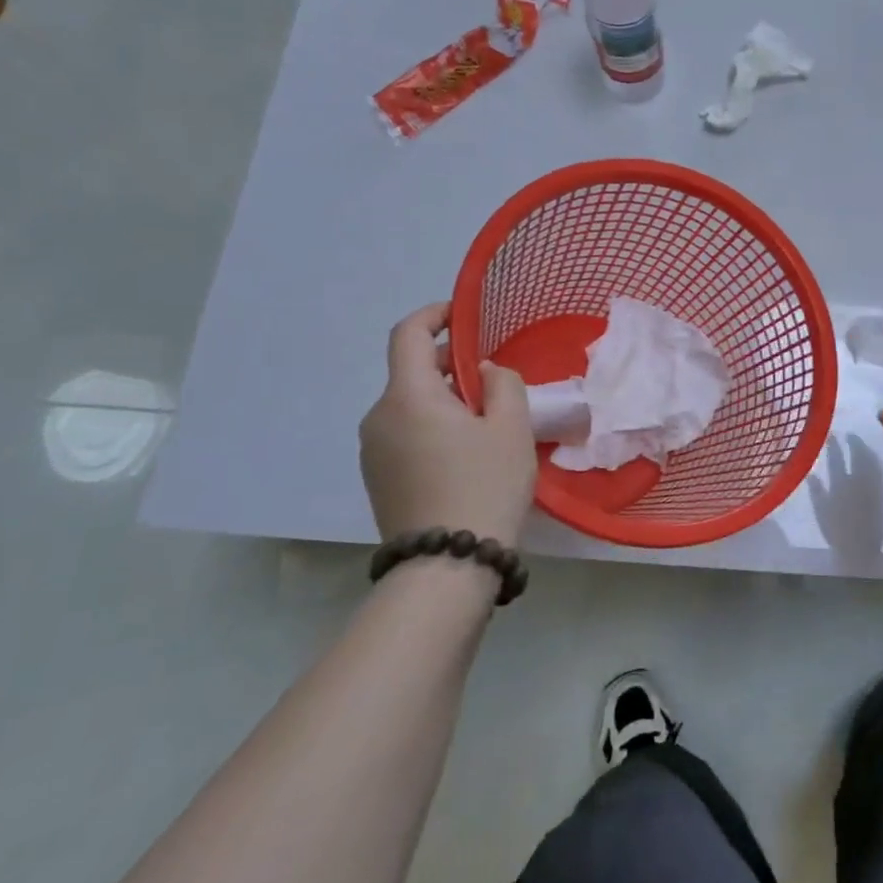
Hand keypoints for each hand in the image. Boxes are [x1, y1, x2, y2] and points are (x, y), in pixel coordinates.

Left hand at [359, 302, 535, 545]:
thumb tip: (482, 373)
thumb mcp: (511, 428)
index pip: (408, 334)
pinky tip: (464, 455)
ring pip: (409, 406)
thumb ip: (503, 384)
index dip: (434, 315)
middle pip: (410, 372)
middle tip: (493, 382)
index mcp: (408, 396)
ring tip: (485, 423)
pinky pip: (404, 434)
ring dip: (443, 400)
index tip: (463, 316)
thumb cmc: (484, 486)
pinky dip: (431, 427)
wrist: (446, 568)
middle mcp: (379, 417)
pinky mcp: (377, 479)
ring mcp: (372, 452)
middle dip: (449, 365)